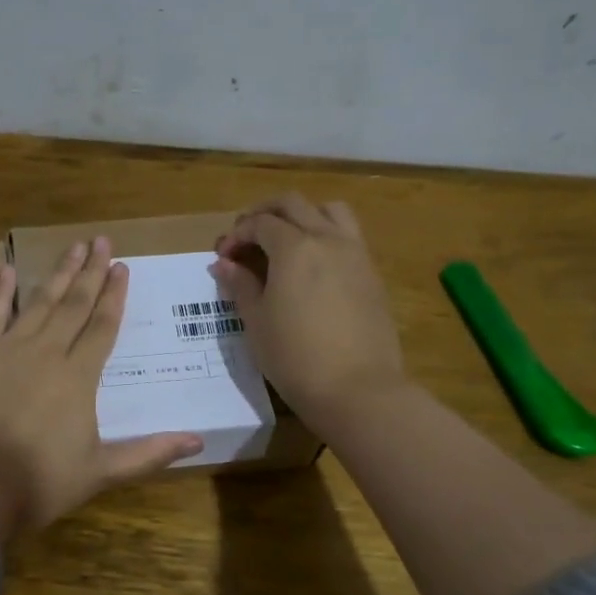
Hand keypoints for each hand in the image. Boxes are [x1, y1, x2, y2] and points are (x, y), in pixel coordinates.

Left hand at [0, 237, 203, 544]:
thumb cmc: (40, 483)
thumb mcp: (101, 472)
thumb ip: (149, 453)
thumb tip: (198, 441)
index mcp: (78, 377)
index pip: (103, 326)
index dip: (115, 295)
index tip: (123, 266)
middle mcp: (47, 352)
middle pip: (74, 304)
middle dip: (91, 272)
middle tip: (102, 240)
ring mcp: (8, 350)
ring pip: (39, 302)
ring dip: (58, 273)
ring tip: (73, 247)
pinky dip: (1, 291)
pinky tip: (10, 268)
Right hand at [212, 193, 406, 437]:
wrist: (358, 389)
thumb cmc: (295, 357)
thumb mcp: (256, 322)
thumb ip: (240, 285)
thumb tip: (224, 264)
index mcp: (295, 247)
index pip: (260, 223)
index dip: (236, 235)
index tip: (223, 257)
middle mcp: (328, 239)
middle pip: (293, 204)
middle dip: (264, 213)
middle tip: (246, 237)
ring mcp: (356, 254)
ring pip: (329, 210)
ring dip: (302, 215)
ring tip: (285, 239)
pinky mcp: (372, 274)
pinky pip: (348, 236)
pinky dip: (325, 235)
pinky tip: (312, 266)